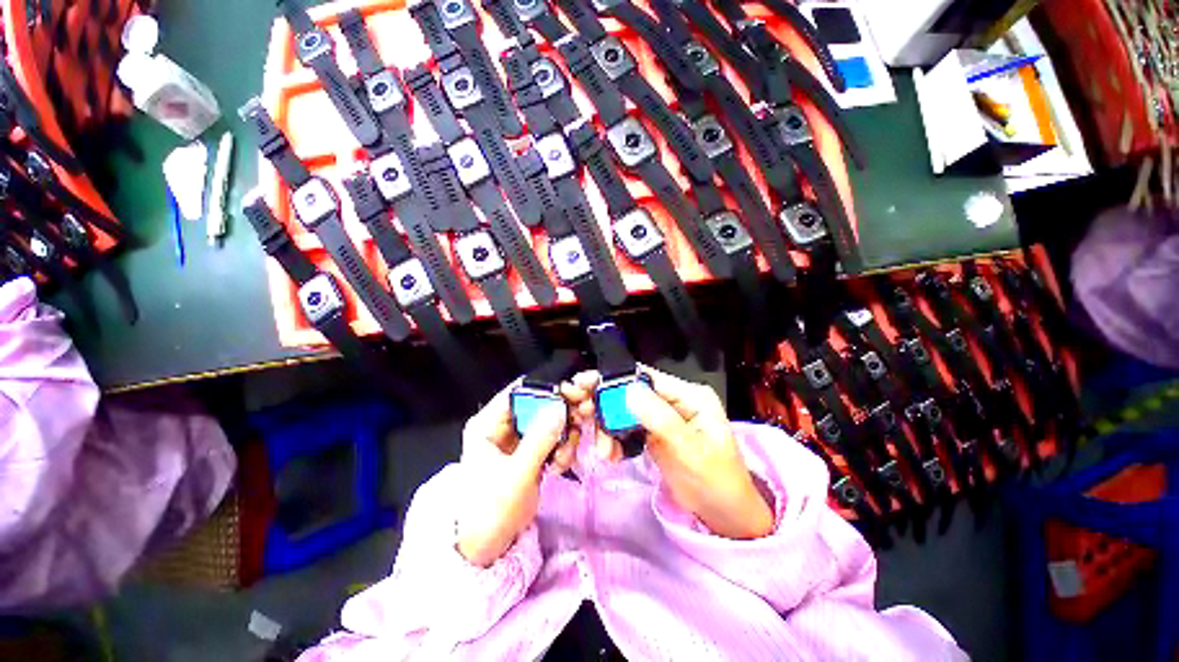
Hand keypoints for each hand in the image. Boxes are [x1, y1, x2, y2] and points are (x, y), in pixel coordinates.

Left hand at [456, 381, 576, 566]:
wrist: (485, 548)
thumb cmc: (491, 511)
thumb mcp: (516, 474)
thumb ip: (540, 438)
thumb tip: (561, 406)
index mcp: (488, 423)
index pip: (520, 391)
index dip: (547, 389)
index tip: (574, 395)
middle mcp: (503, 424)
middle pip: (539, 404)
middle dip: (562, 415)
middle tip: (581, 422)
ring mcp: (518, 438)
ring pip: (549, 421)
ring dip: (564, 436)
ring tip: (563, 459)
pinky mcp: (529, 451)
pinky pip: (552, 438)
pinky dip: (561, 448)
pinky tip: (559, 467)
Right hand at [564, 366, 773, 539]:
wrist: (724, 516)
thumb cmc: (715, 482)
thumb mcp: (690, 451)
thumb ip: (660, 419)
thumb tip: (627, 390)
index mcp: (689, 395)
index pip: (647, 378)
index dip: (615, 380)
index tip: (584, 386)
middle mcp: (674, 399)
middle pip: (631, 391)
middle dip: (606, 405)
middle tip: (581, 414)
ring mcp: (662, 415)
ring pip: (625, 410)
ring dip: (608, 427)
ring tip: (604, 452)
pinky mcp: (653, 432)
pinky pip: (626, 427)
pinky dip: (614, 439)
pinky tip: (610, 456)